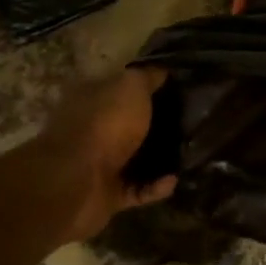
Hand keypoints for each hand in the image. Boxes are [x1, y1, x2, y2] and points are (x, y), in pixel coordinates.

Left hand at [31, 67, 177, 245]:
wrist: (75, 183)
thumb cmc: (104, 124)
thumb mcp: (131, 87)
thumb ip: (148, 77)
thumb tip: (162, 71)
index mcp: (90, 97)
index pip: (119, 86)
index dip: (146, 85)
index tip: (176, 88)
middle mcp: (90, 128)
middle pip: (128, 123)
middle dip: (156, 124)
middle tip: (189, 121)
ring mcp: (96, 163)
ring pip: (134, 158)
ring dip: (159, 158)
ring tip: (189, 152)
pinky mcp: (106, 194)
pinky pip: (138, 189)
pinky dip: (155, 186)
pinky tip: (174, 179)